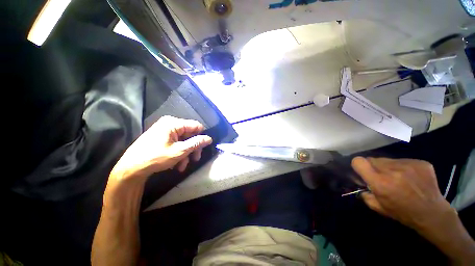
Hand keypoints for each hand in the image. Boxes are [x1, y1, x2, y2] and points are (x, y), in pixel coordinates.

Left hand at [110, 116, 212, 182]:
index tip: (203, 148)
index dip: (201, 137)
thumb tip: (209, 138)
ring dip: (186, 153)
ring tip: (183, 166)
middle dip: (193, 148)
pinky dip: (179, 153)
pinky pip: (176, 143)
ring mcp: (165, 131)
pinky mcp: (161, 137)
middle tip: (195, 159)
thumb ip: (196, 143)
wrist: (131, 168)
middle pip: (190, 134)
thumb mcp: (180, 151)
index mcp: (174, 123)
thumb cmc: (156, 157)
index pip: (196, 126)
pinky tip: (177, 164)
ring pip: (183, 140)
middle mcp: (170, 124)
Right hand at [351, 157, 452, 230]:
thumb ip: (364, 193)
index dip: (358, 165)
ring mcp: (408, 165)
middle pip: (373, 159)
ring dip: (387, 167)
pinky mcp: (420, 163)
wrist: (432, 213)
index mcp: (380, 183)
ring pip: (387, 159)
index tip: (362, 171)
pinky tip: (410, 178)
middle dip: (373, 167)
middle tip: (381, 177)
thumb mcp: (378, 207)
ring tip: (397, 178)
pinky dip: (402, 167)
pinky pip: (402, 160)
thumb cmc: (403, 213)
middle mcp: (392, 171)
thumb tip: (359, 183)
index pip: (359, 161)